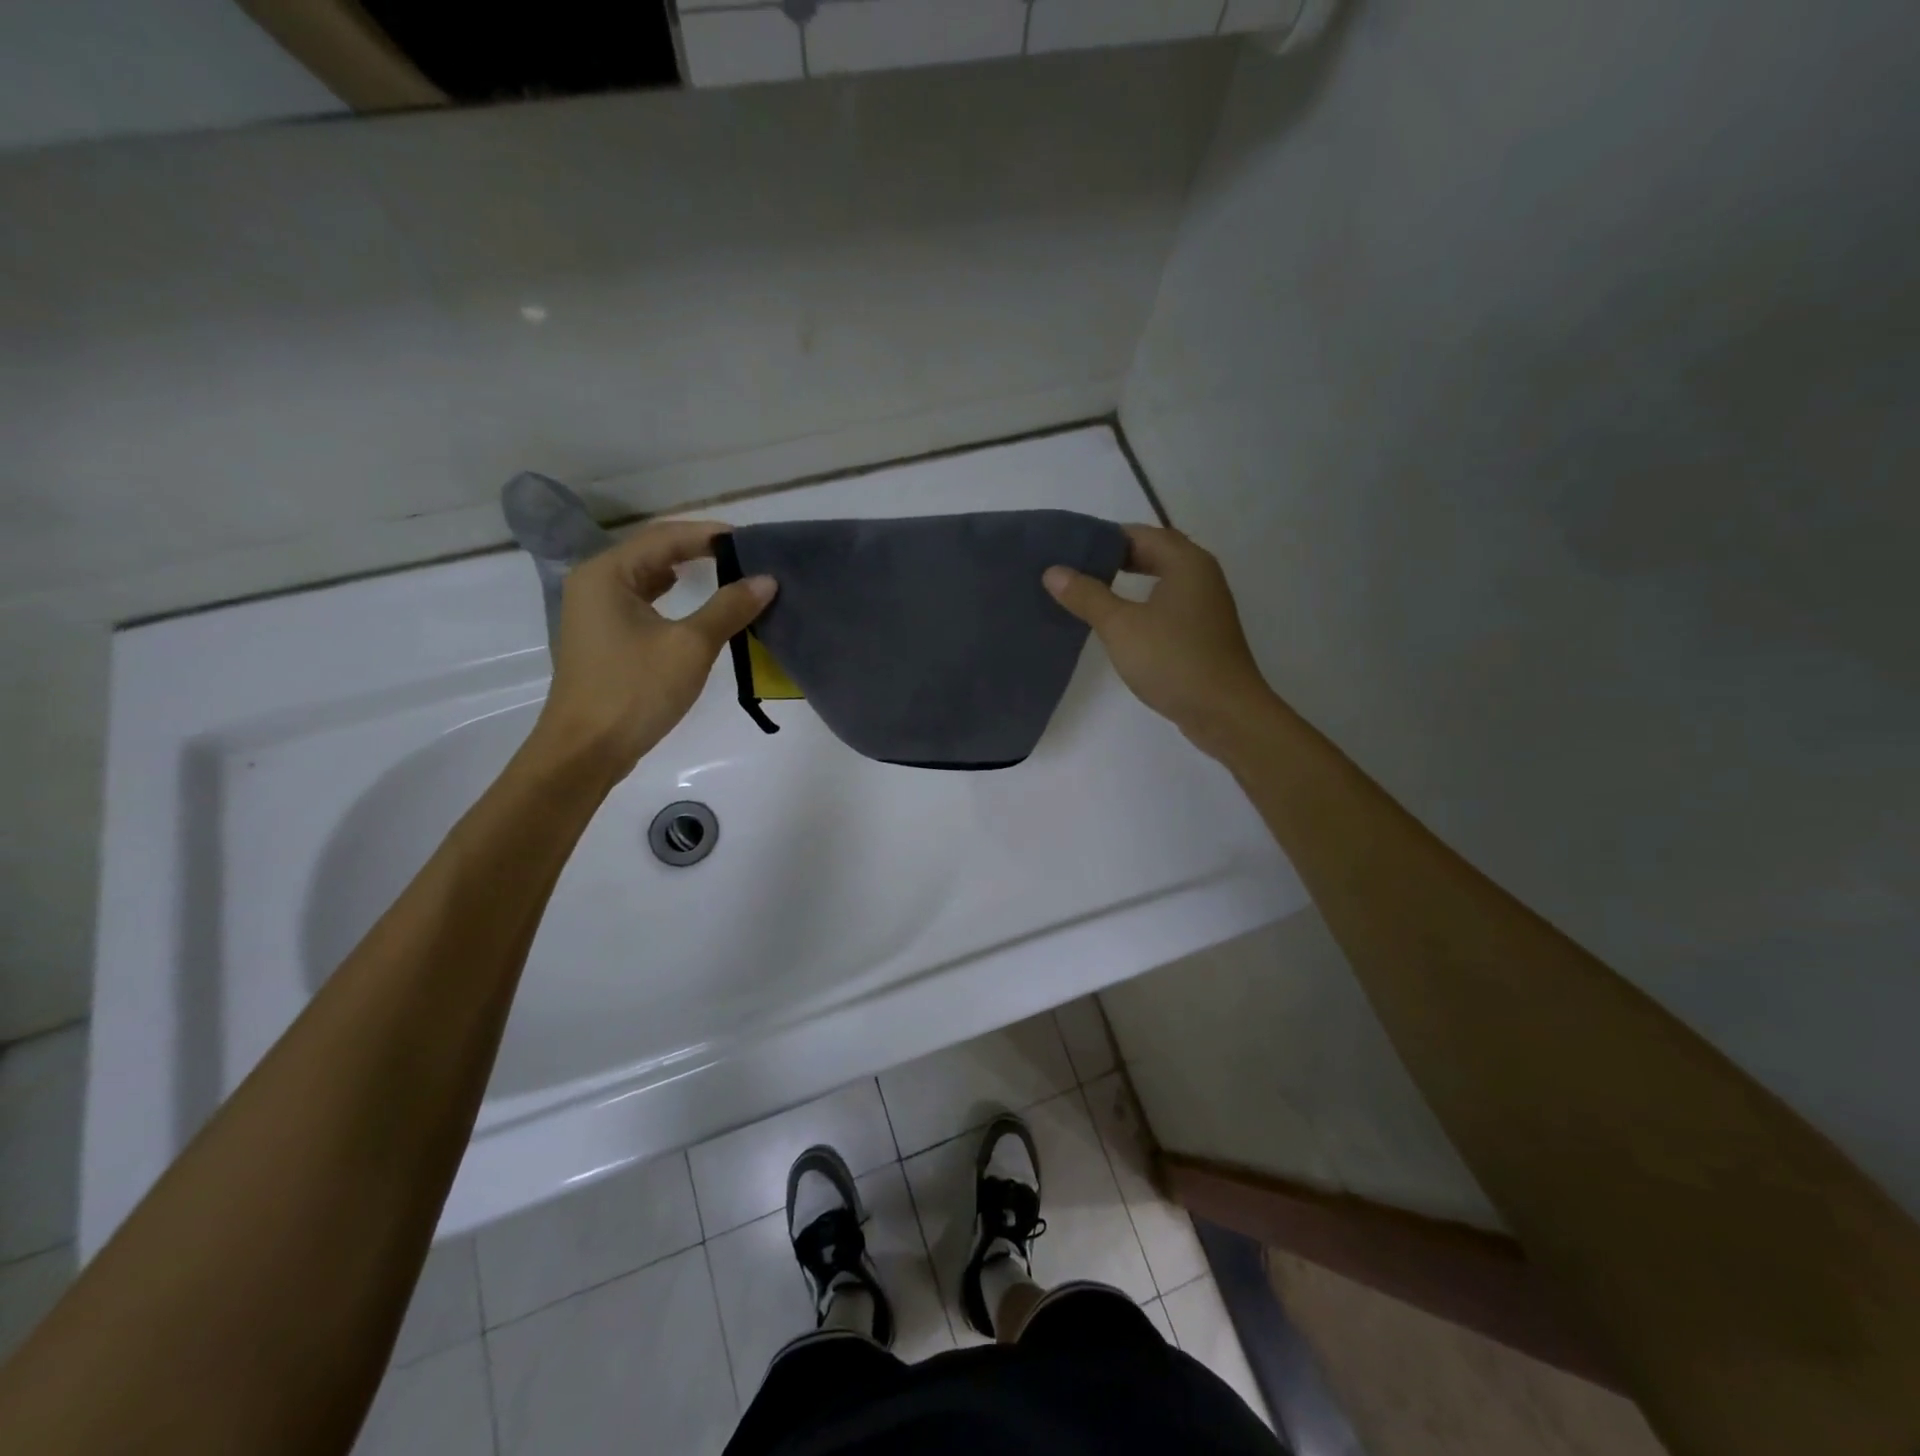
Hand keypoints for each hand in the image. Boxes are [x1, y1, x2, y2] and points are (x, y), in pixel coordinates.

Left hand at [529, 520, 775, 778]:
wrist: (586, 750)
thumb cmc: (635, 691)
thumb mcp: (690, 646)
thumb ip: (728, 608)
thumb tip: (767, 580)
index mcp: (608, 573)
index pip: (665, 536)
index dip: (711, 534)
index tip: (752, 541)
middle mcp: (595, 582)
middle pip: (653, 550)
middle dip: (699, 550)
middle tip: (746, 556)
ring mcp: (595, 610)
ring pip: (647, 576)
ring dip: (686, 572)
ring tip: (728, 573)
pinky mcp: (603, 636)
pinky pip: (642, 601)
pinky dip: (671, 596)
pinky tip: (694, 603)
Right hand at [1044, 524, 1277, 757]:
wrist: (1224, 712)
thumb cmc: (1173, 660)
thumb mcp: (1120, 626)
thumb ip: (1087, 595)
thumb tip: (1053, 571)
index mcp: (1186, 562)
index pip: (1139, 533)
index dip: (1102, 537)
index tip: (1067, 549)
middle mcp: (1201, 575)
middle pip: (1152, 554)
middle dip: (1113, 559)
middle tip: (1073, 570)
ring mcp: (1205, 605)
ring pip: (1160, 581)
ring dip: (1127, 583)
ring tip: (1088, 593)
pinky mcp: (1203, 632)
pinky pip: (1167, 605)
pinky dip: (1142, 605)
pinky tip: (1118, 624)